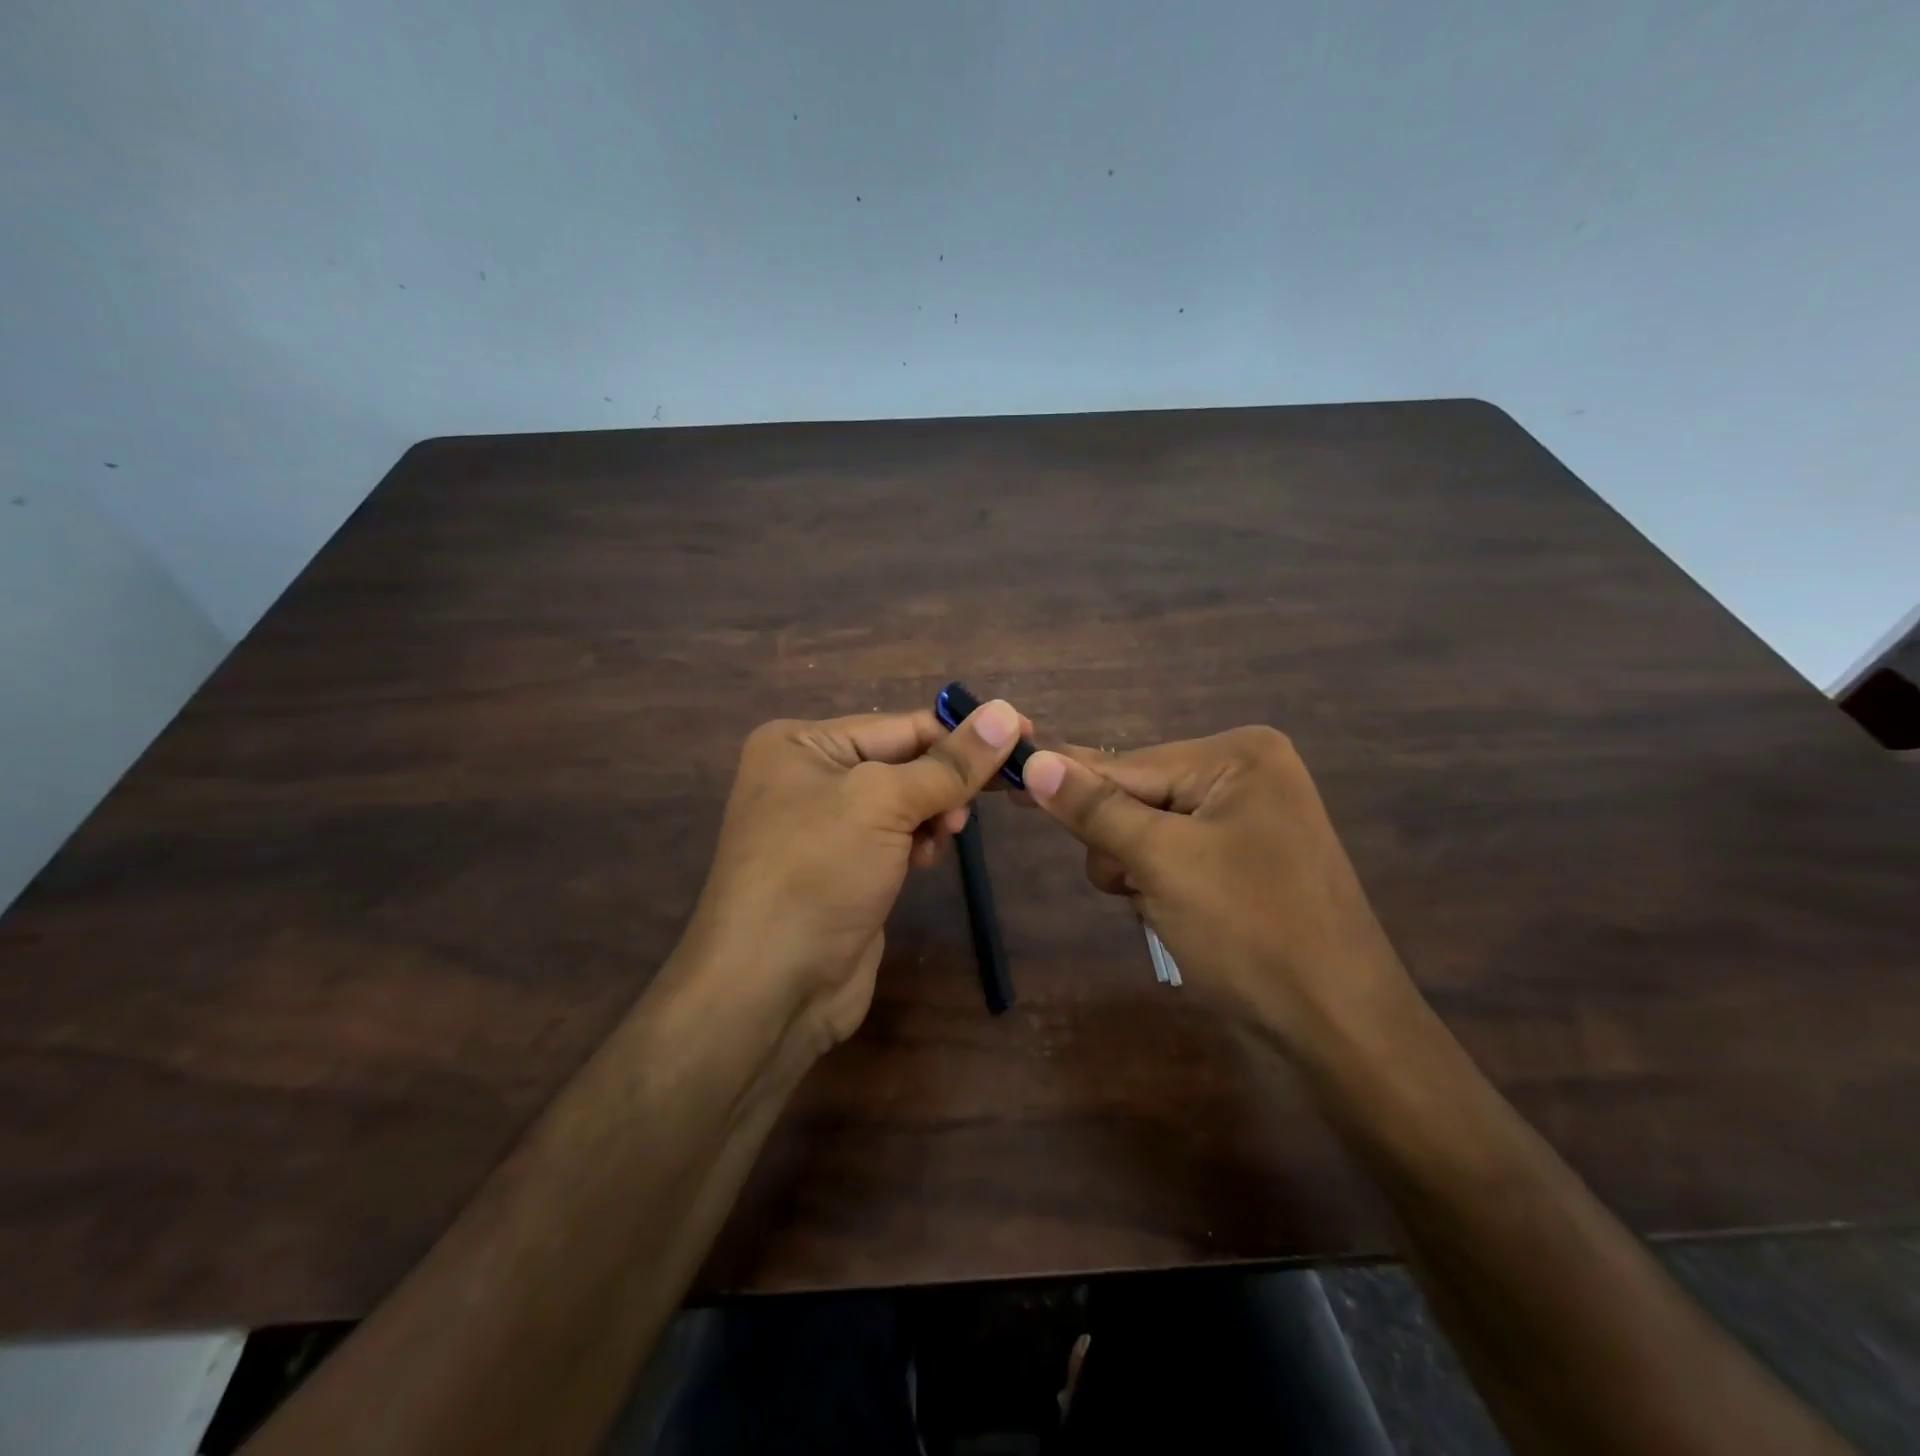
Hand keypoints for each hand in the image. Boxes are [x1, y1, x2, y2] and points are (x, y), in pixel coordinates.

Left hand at [676, 701, 1025, 1053]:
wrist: (770, 988)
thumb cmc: (818, 872)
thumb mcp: (884, 803)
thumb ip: (950, 762)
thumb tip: (1007, 713)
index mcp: (802, 744)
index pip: (900, 724)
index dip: (963, 731)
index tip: (1025, 734)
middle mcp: (808, 776)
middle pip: (903, 760)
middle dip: (947, 778)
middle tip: (999, 792)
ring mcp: (825, 826)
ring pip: (905, 800)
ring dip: (935, 812)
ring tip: (945, 833)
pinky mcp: (844, 867)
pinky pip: (895, 837)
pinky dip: (919, 842)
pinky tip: (924, 860)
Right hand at [1022, 729, 1407, 1049]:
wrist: (1339, 1030)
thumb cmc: (1252, 933)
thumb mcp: (1163, 862)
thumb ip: (1094, 809)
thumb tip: (1034, 761)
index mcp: (1238, 756)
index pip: (1125, 763)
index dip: (1064, 779)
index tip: (1002, 778)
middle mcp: (1246, 774)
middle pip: (1137, 795)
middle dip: (1120, 844)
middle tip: (1132, 885)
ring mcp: (1248, 819)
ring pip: (1148, 830)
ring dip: (1136, 869)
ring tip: (1162, 909)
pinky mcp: (1245, 860)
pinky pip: (1174, 855)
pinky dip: (1159, 884)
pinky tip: (1177, 916)